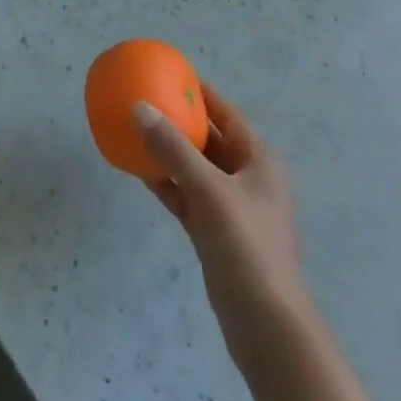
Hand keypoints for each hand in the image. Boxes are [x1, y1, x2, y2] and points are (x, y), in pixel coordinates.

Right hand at [135, 86, 311, 365]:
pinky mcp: (215, 234)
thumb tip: (139, 107)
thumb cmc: (246, 246)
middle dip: (180, 122)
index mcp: (258, 161)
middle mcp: (247, 178)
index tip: (172, 75)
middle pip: (209, 140)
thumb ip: (173, 149)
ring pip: (194, 169)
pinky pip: (187, 196)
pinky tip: (138, 171)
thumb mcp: (208, 190)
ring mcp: (231, 208)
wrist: (266, 326)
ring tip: (134, 130)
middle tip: (146, 100)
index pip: (227, 115)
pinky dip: (166, 183)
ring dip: (168, 153)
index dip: (202, 94)